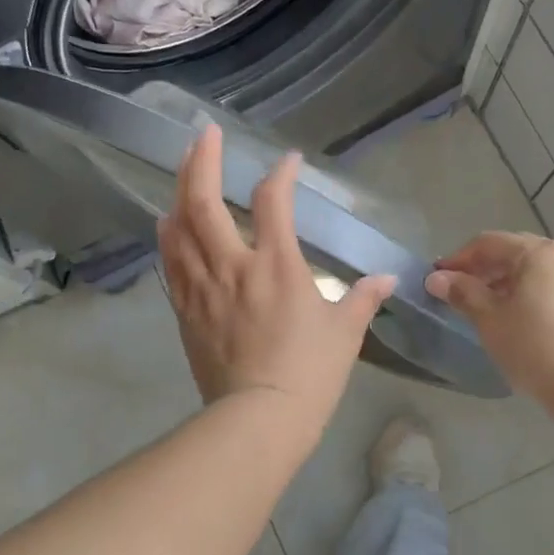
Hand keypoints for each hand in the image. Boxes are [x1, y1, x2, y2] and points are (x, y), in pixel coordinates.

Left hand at [158, 125, 396, 441]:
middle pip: (204, 201)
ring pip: (178, 229)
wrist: (258, 419)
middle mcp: (232, 266)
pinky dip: (168, 239)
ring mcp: (202, 288)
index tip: (288, 162)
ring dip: (177, 194)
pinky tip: (166, 226)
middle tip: (202, 135)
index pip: (273, 201)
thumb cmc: (309, 375)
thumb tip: (386, 279)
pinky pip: (170, 265)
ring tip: (181, 172)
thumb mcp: (345, 334)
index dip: (281, 174)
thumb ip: (363, 299)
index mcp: (277, 265)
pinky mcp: (185, 311)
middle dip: (201, 161)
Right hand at [424, 232, 553, 401]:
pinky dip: (542, 297)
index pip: (490, 243)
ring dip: (516, 284)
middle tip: (466, 293)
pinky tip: (532, 323)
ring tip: (498, 310)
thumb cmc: (534, 347)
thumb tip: (437, 278)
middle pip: (520, 253)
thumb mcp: (490, 320)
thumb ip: (463, 293)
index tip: (440, 279)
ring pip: (544, 272)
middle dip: (489, 270)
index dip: (460, 259)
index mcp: (541, 253)